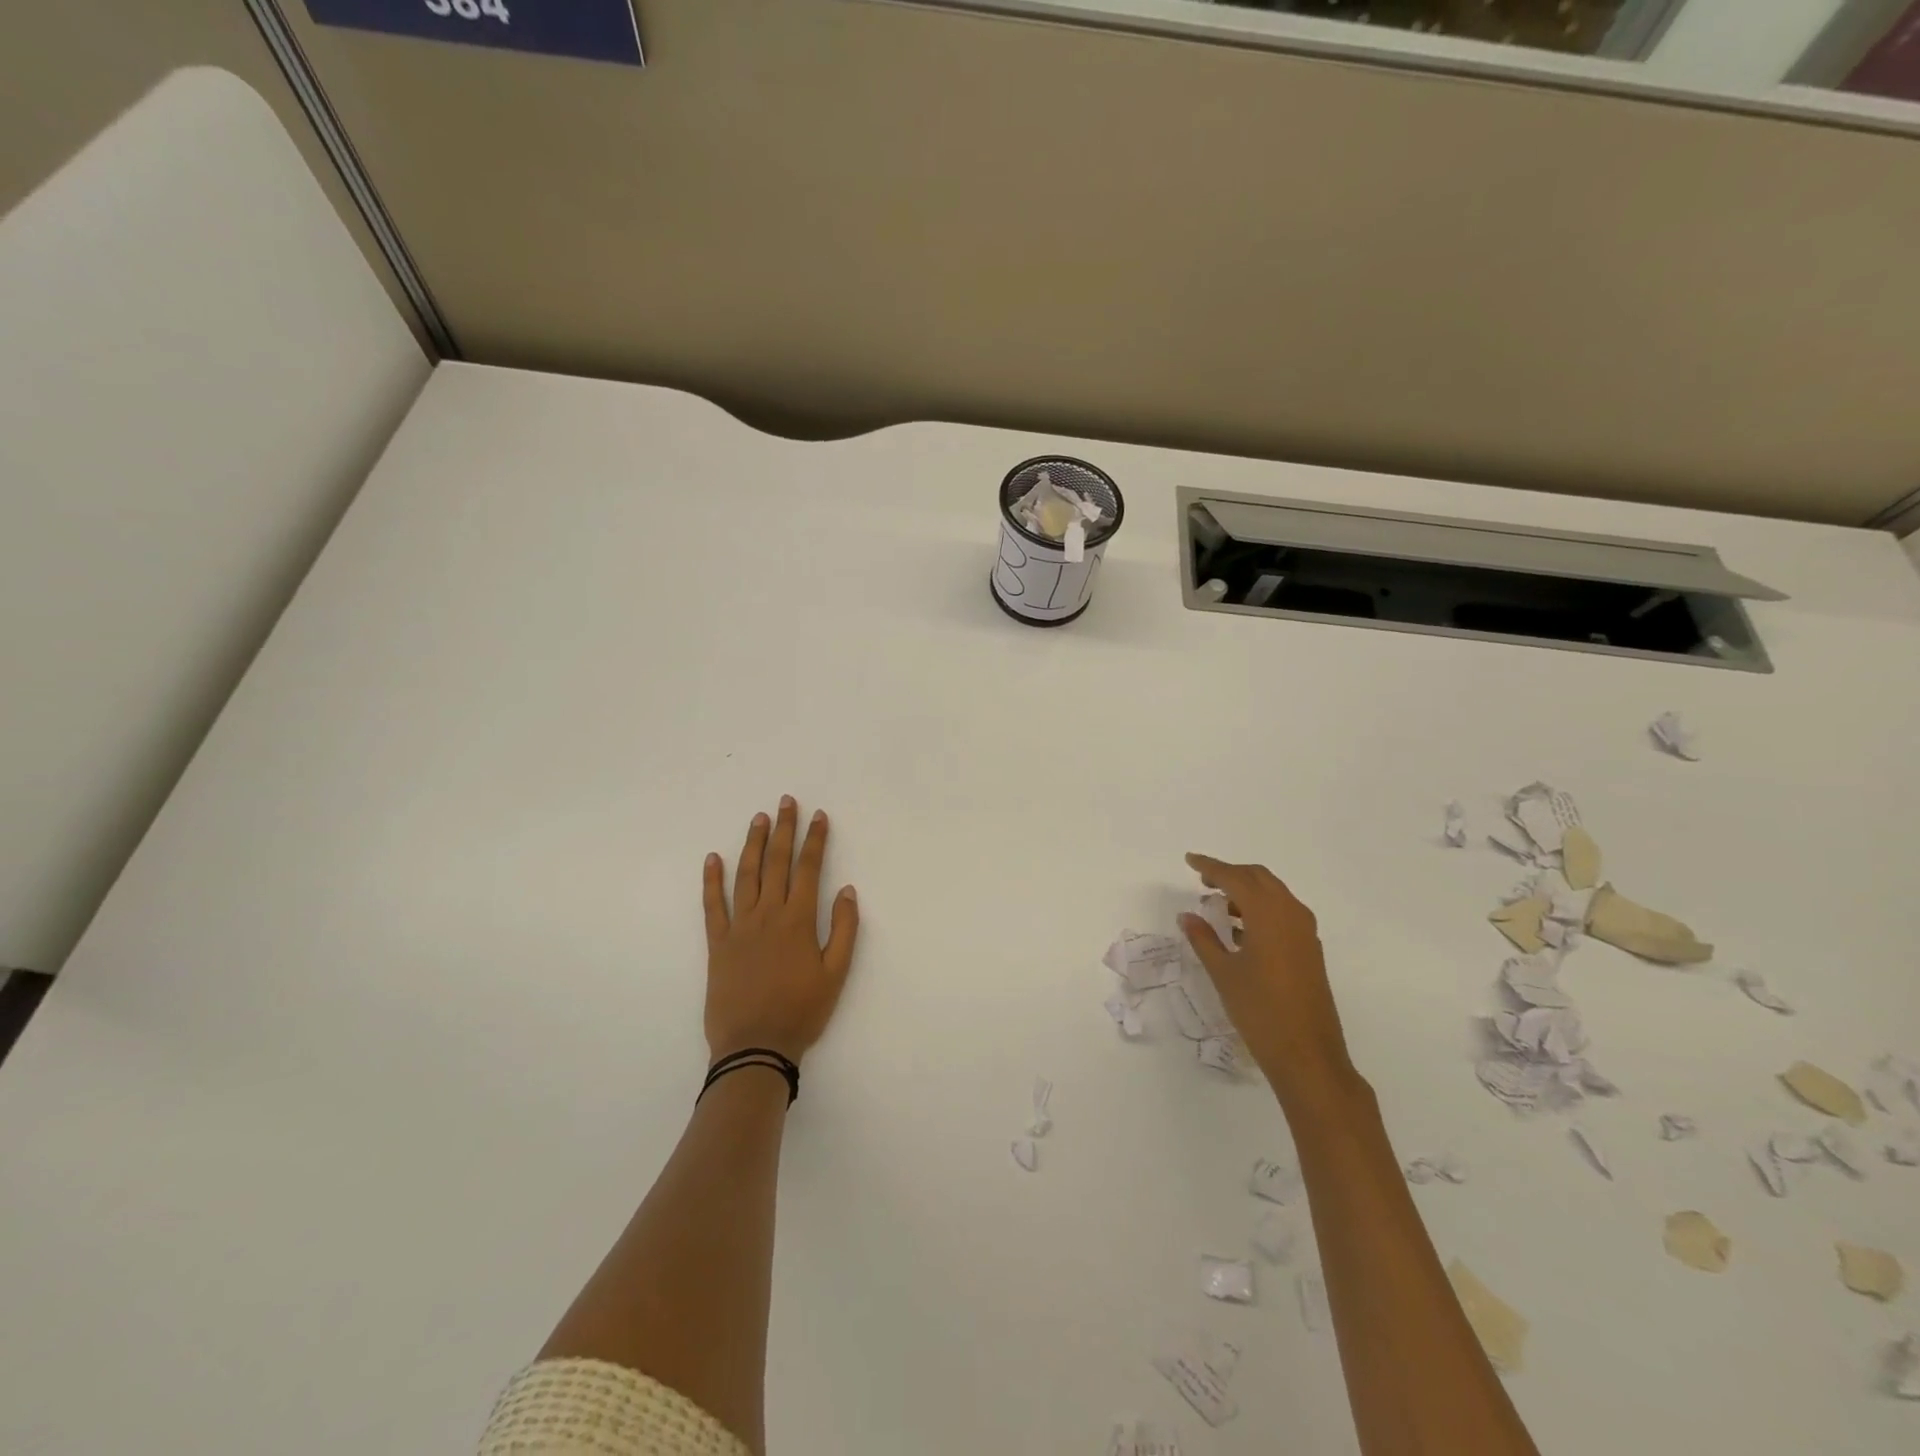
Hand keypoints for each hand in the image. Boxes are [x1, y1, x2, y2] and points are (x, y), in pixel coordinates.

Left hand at [702, 797, 859, 1064]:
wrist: (755, 1046)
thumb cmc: (801, 1011)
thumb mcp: (836, 974)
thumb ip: (844, 929)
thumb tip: (847, 890)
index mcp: (798, 921)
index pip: (809, 869)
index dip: (815, 840)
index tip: (819, 816)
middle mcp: (768, 915)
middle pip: (776, 863)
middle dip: (783, 830)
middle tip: (786, 802)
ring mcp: (739, 927)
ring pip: (746, 875)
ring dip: (752, 844)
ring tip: (758, 819)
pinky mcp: (717, 943)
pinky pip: (712, 906)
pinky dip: (711, 881)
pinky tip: (712, 858)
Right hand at [1179, 853, 1357, 1103]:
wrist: (1308, 1055)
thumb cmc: (1260, 1010)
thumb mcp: (1223, 973)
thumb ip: (1204, 939)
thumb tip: (1188, 916)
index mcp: (1268, 914)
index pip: (1235, 878)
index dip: (1211, 867)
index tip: (1190, 860)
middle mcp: (1291, 914)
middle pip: (1259, 878)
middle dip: (1231, 874)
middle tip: (1204, 881)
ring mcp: (1304, 932)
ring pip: (1273, 894)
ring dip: (1247, 891)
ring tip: (1219, 905)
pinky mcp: (1309, 949)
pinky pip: (1283, 913)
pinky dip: (1260, 909)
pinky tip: (1241, 930)